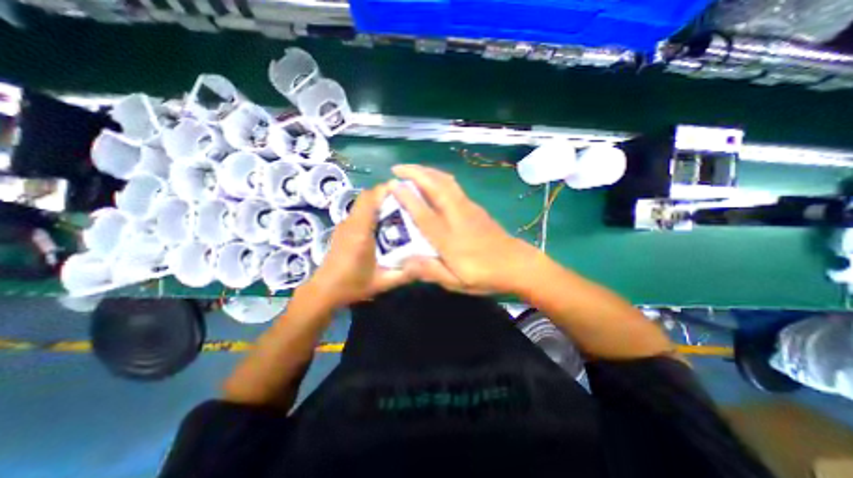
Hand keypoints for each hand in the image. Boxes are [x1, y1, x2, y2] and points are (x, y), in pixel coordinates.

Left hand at [303, 184, 416, 308]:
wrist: (324, 291)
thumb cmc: (352, 285)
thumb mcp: (382, 283)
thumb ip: (405, 274)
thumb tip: (427, 264)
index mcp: (360, 232)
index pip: (370, 199)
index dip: (386, 189)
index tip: (404, 190)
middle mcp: (351, 223)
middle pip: (367, 197)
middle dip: (386, 195)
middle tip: (406, 202)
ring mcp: (345, 225)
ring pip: (363, 204)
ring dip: (379, 203)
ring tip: (399, 212)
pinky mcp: (343, 229)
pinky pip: (360, 212)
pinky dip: (373, 212)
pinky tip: (384, 225)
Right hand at [389, 165, 533, 294]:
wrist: (517, 264)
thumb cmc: (486, 275)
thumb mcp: (457, 282)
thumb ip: (431, 271)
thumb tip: (404, 262)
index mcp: (449, 238)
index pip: (424, 213)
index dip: (407, 197)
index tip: (392, 184)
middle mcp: (457, 217)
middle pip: (436, 187)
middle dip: (416, 173)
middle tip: (397, 169)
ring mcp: (468, 209)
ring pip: (446, 182)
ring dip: (428, 172)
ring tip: (412, 170)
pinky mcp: (475, 207)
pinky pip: (454, 186)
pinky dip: (439, 178)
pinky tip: (434, 181)